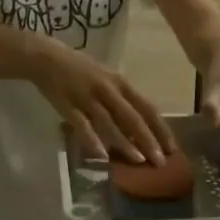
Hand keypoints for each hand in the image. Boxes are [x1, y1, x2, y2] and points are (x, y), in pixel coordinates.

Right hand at [34, 43, 173, 164]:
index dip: (161, 128)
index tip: (172, 147)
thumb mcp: (107, 78)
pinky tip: (103, 156)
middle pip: (132, 118)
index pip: (147, 107)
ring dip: (126, 143)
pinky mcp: (68, 107)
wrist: (46, 58)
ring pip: (111, 123)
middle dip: (148, 140)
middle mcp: (108, 90)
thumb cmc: (80, 69)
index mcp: (120, 82)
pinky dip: (93, 141)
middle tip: (160, 161)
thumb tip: (139, 126)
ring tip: (139, 161)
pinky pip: (83, 126)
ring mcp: (88, 98)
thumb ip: (122, 99)